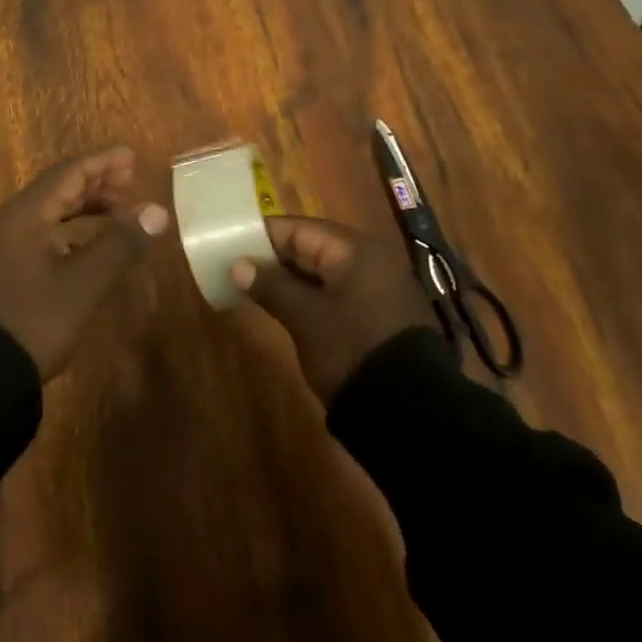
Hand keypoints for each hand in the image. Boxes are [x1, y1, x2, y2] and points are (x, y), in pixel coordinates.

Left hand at [0, 147, 169, 379]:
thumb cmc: (35, 320)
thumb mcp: (84, 283)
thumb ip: (121, 243)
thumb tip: (158, 211)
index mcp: (25, 215)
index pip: (68, 173)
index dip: (102, 163)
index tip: (132, 157)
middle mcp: (12, 222)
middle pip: (59, 190)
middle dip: (97, 184)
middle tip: (133, 183)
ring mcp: (7, 247)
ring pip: (53, 214)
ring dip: (88, 210)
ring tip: (123, 212)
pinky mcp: (9, 270)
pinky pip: (46, 235)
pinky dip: (75, 232)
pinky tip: (97, 244)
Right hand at [229, 216, 436, 401]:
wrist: (411, 413)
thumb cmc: (352, 349)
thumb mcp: (305, 317)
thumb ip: (270, 285)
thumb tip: (238, 265)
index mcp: (356, 250)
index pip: (299, 229)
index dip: (263, 236)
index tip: (231, 245)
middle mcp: (371, 261)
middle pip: (313, 248)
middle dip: (275, 259)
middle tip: (238, 269)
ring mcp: (379, 291)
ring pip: (324, 274)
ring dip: (291, 281)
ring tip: (254, 290)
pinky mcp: (381, 318)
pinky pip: (337, 295)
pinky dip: (311, 298)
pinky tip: (287, 311)